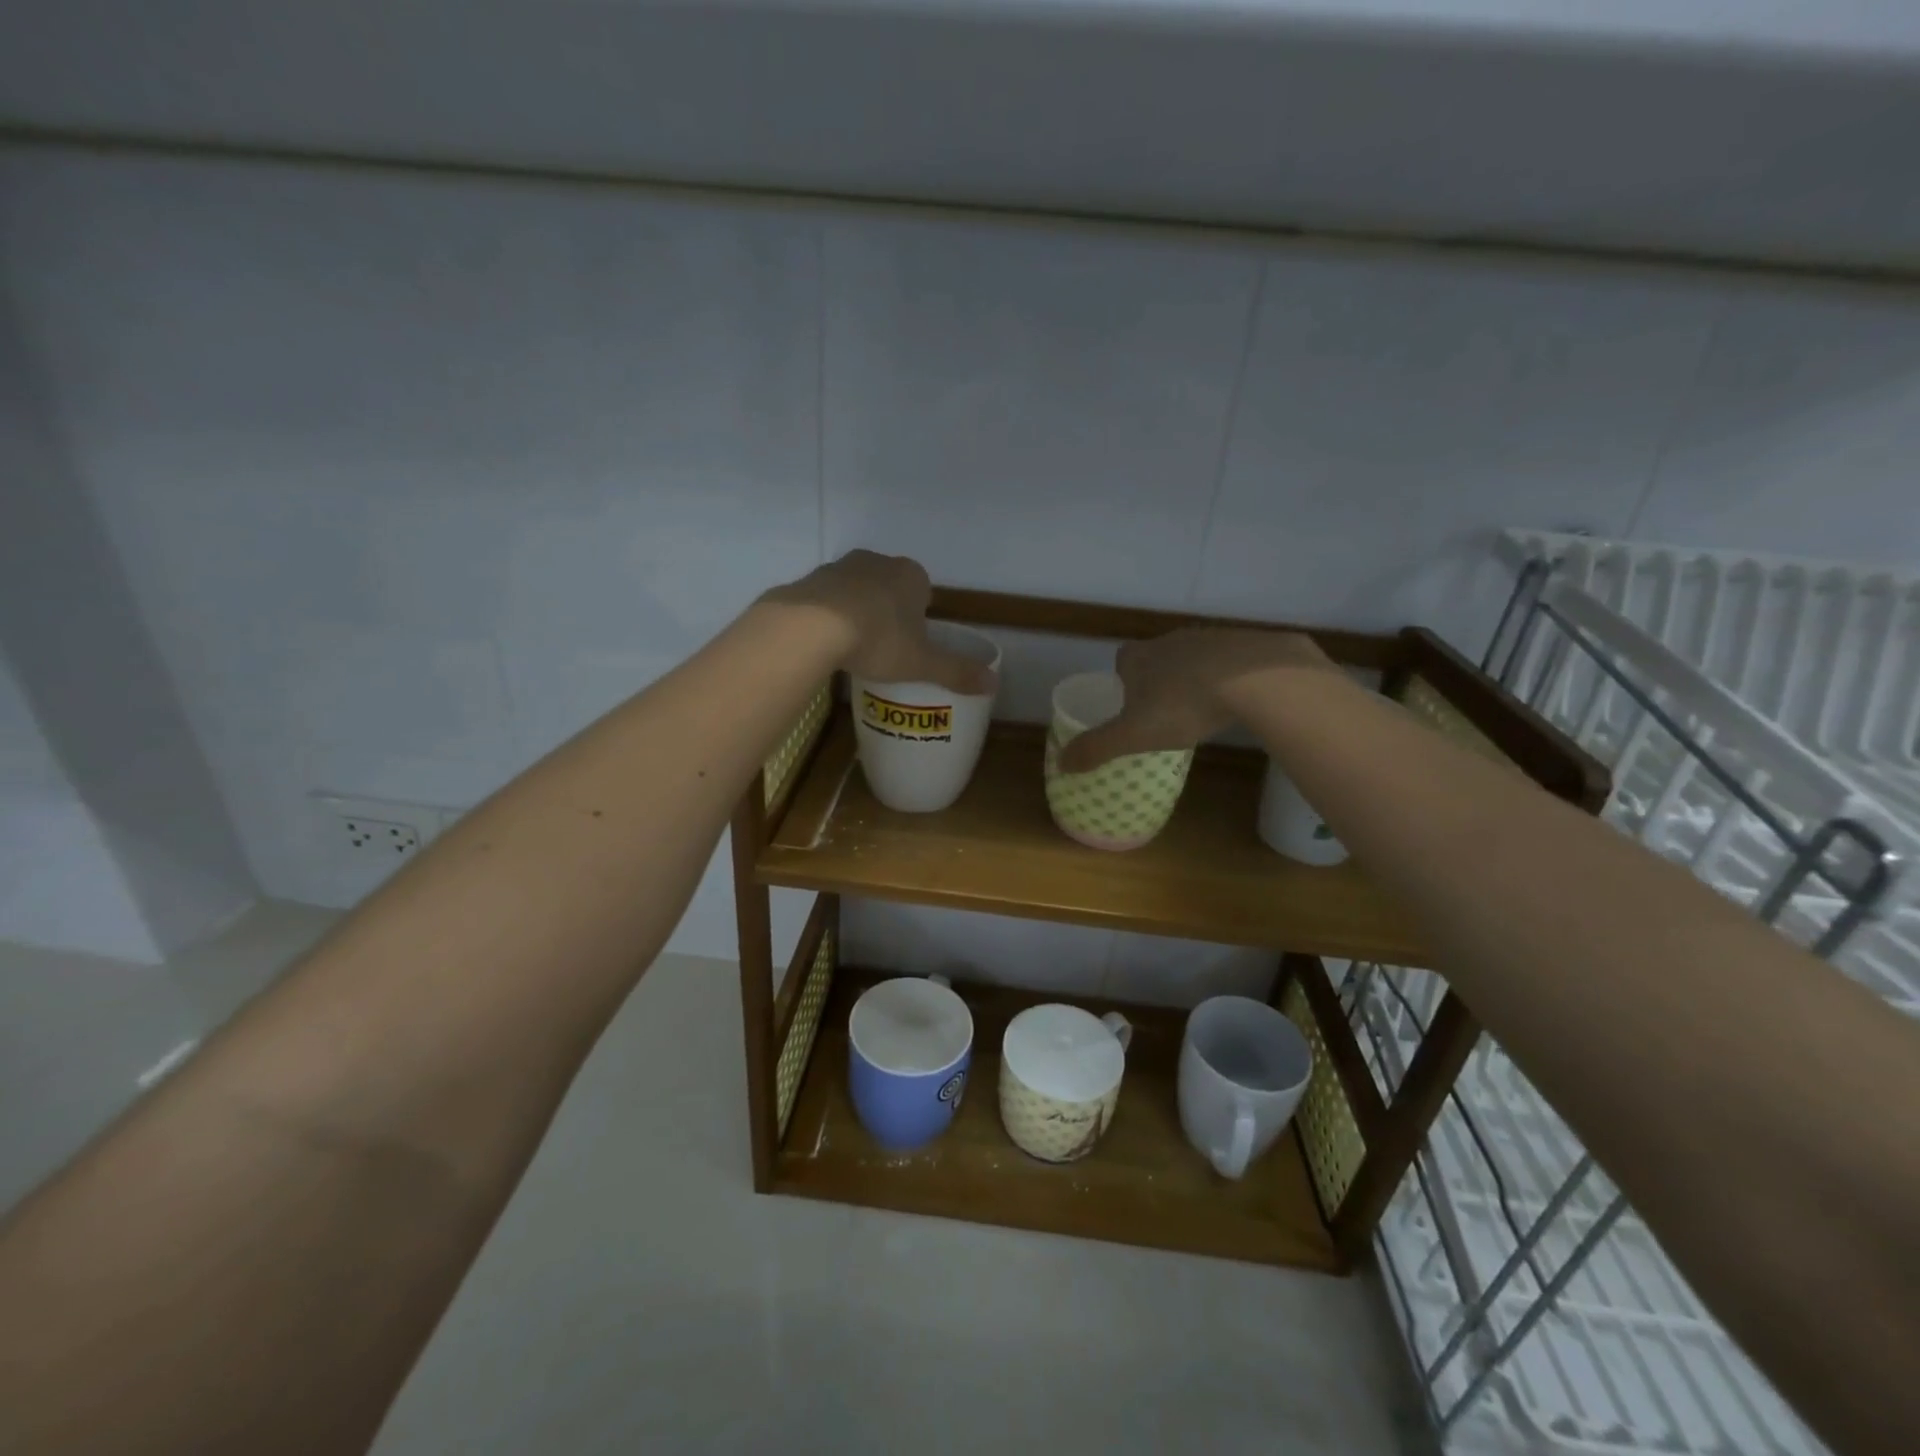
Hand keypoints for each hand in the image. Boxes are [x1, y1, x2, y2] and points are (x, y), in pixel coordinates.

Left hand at [760, 550, 995, 693]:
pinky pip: (827, 598)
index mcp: (911, 575)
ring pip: (857, 590)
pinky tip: (826, 640)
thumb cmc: (878, 640)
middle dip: (889, 611)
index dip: (920, 617)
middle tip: (884, 647)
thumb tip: (994, 684)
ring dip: (858, 610)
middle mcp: (877, 562)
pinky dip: (829, 614)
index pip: (923, 591)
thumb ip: (956, 672)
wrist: (811, 626)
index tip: (911, 642)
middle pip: (889, 587)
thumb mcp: (921, 663)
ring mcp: (841, 567)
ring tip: (854, 646)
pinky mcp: (810, 579)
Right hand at [1059, 628, 1333, 770]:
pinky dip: (1227, 678)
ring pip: (1193, 659)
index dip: (1122, 680)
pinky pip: (1228, 662)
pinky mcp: (1246, 645)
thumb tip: (1061, 763)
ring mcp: (1210, 639)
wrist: (1254, 678)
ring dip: (1193, 678)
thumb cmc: (1182, 705)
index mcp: (1139, 657)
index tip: (1129, 704)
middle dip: (1157, 680)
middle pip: (1157, 658)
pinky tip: (1234, 700)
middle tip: (1163, 712)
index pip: (1122, 660)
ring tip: (1199, 708)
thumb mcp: (1132, 735)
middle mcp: (1171, 641)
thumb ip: (1096, 748)